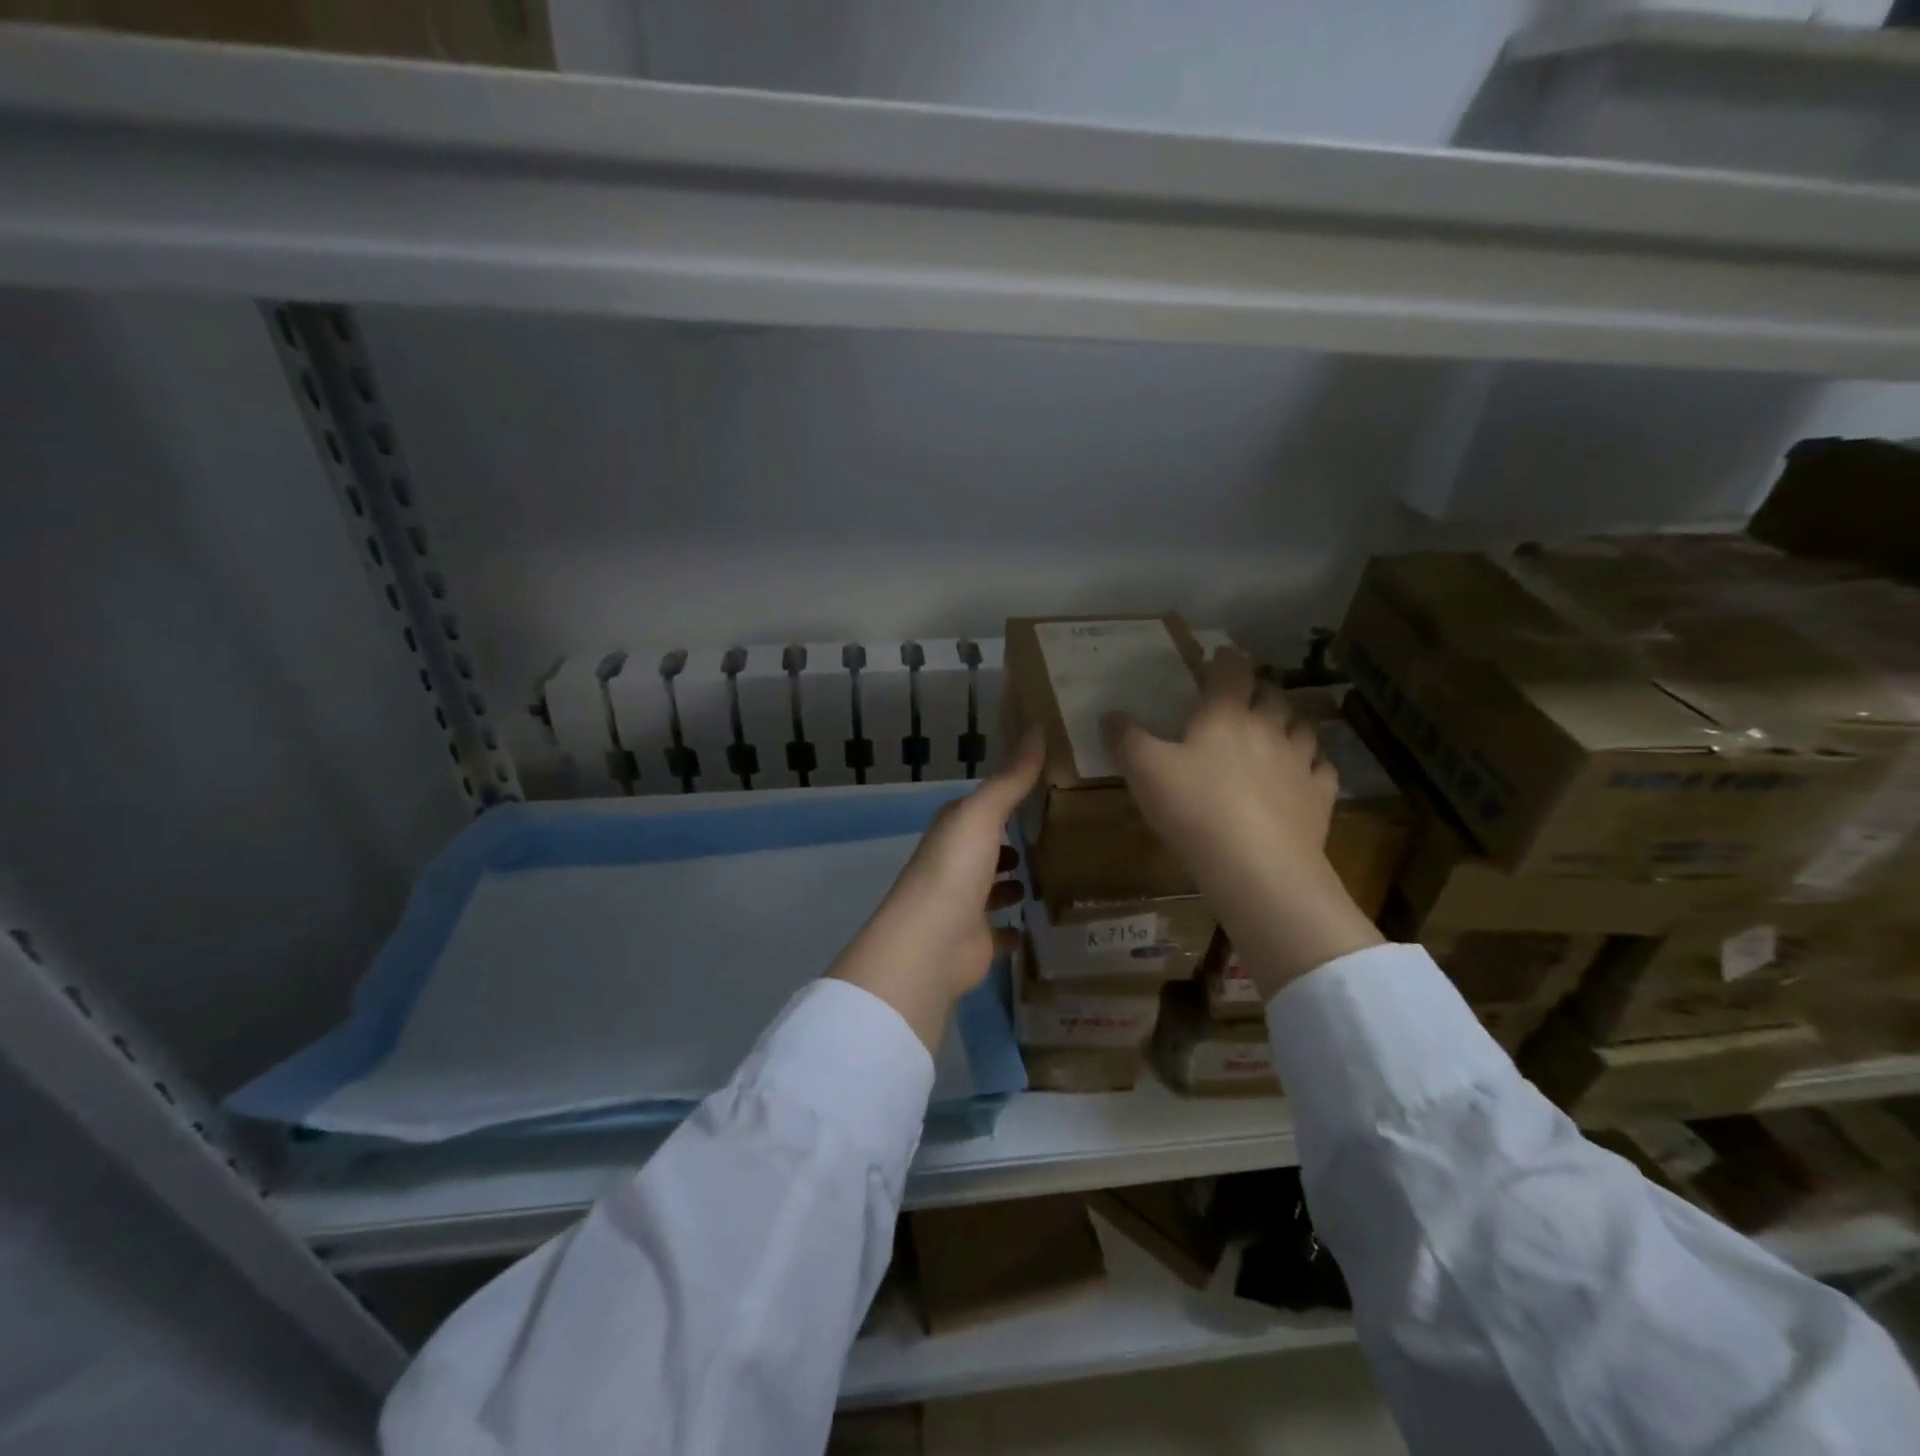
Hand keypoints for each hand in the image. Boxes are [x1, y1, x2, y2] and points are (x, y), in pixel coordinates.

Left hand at [827, 731, 1043, 1054]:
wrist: (930, 943)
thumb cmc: (955, 869)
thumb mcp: (983, 814)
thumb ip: (1011, 777)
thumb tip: (1037, 727)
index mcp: (953, 830)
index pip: (981, 808)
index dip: (1006, 799)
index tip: (1043, 792)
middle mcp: (954, 864)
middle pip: (985, 848)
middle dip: (1010, 843)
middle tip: (1054, 836)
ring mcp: (963, 904)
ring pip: (992, 888)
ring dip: (1011, 883)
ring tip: (1052, 875)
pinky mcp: (975, 941)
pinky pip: (998, 931)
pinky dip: (1012, 928)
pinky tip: (1035, 924)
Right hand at [1103, 648, 1380, 999]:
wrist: (1256, 865)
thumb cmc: (1194, 808)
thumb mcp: (1144, 771)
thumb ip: (1126, 739)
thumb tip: (1110, 714)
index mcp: (1226, 714)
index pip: (1232, 671)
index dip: (1226, 659)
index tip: (1220, 656)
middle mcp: (1268, 728)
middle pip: (1271, 695)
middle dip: (1258, 692)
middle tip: (1243, 699)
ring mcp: (1300, 761)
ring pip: (1302, 728)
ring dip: (1288, 724)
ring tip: (1275, 732)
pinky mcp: (1320, 796)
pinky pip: (1322, 769)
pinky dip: (1312, 765)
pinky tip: (1302, 775)